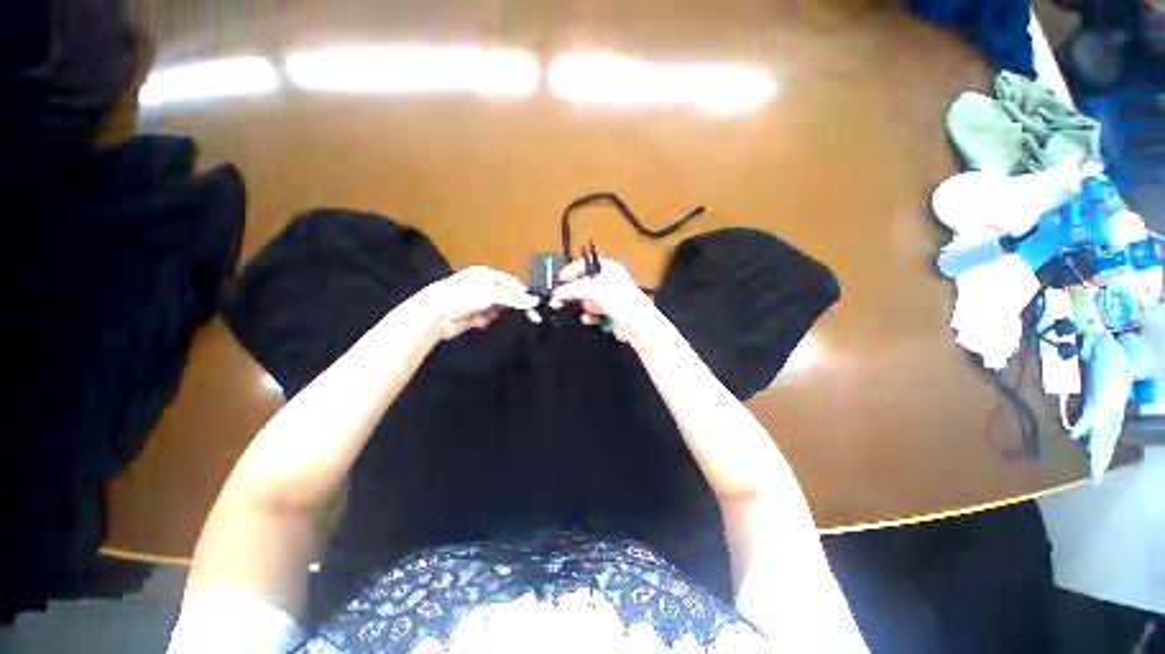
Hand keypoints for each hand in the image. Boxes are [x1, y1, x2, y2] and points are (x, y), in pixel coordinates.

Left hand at [418, 266, 537, 340]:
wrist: (436, 314)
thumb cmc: (463, 296)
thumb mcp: (493, 294)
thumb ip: (515, 299)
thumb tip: (535, 301)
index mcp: (485, 274)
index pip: (510, 281)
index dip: (521, 292)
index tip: (532, 305)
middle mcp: (481, 286)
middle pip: (504, 296)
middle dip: (510, 305)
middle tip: (522, 314)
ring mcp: (475, 301)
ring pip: (496, 309)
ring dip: (498, 314)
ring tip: (494, 316)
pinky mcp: (471, 316)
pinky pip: (486, 319)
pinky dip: (486, 321)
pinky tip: (481, 322)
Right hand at [550, 257, 655, 342]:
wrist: (635, 323)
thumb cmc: (619, 299)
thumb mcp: (591, 288)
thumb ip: (571, 289)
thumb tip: (557, 293)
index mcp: (609, 267)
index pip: (585, 264)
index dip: (571, 270)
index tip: (560, 280)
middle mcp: (610, 281)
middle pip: (585, 283)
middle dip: (572, 292)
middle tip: (558, 299)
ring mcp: (611, 297)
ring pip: (588, 300)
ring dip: (580, 306)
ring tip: (570, 310)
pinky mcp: (611, 313)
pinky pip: (594, 313)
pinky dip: (589, 317)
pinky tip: (588, 320)